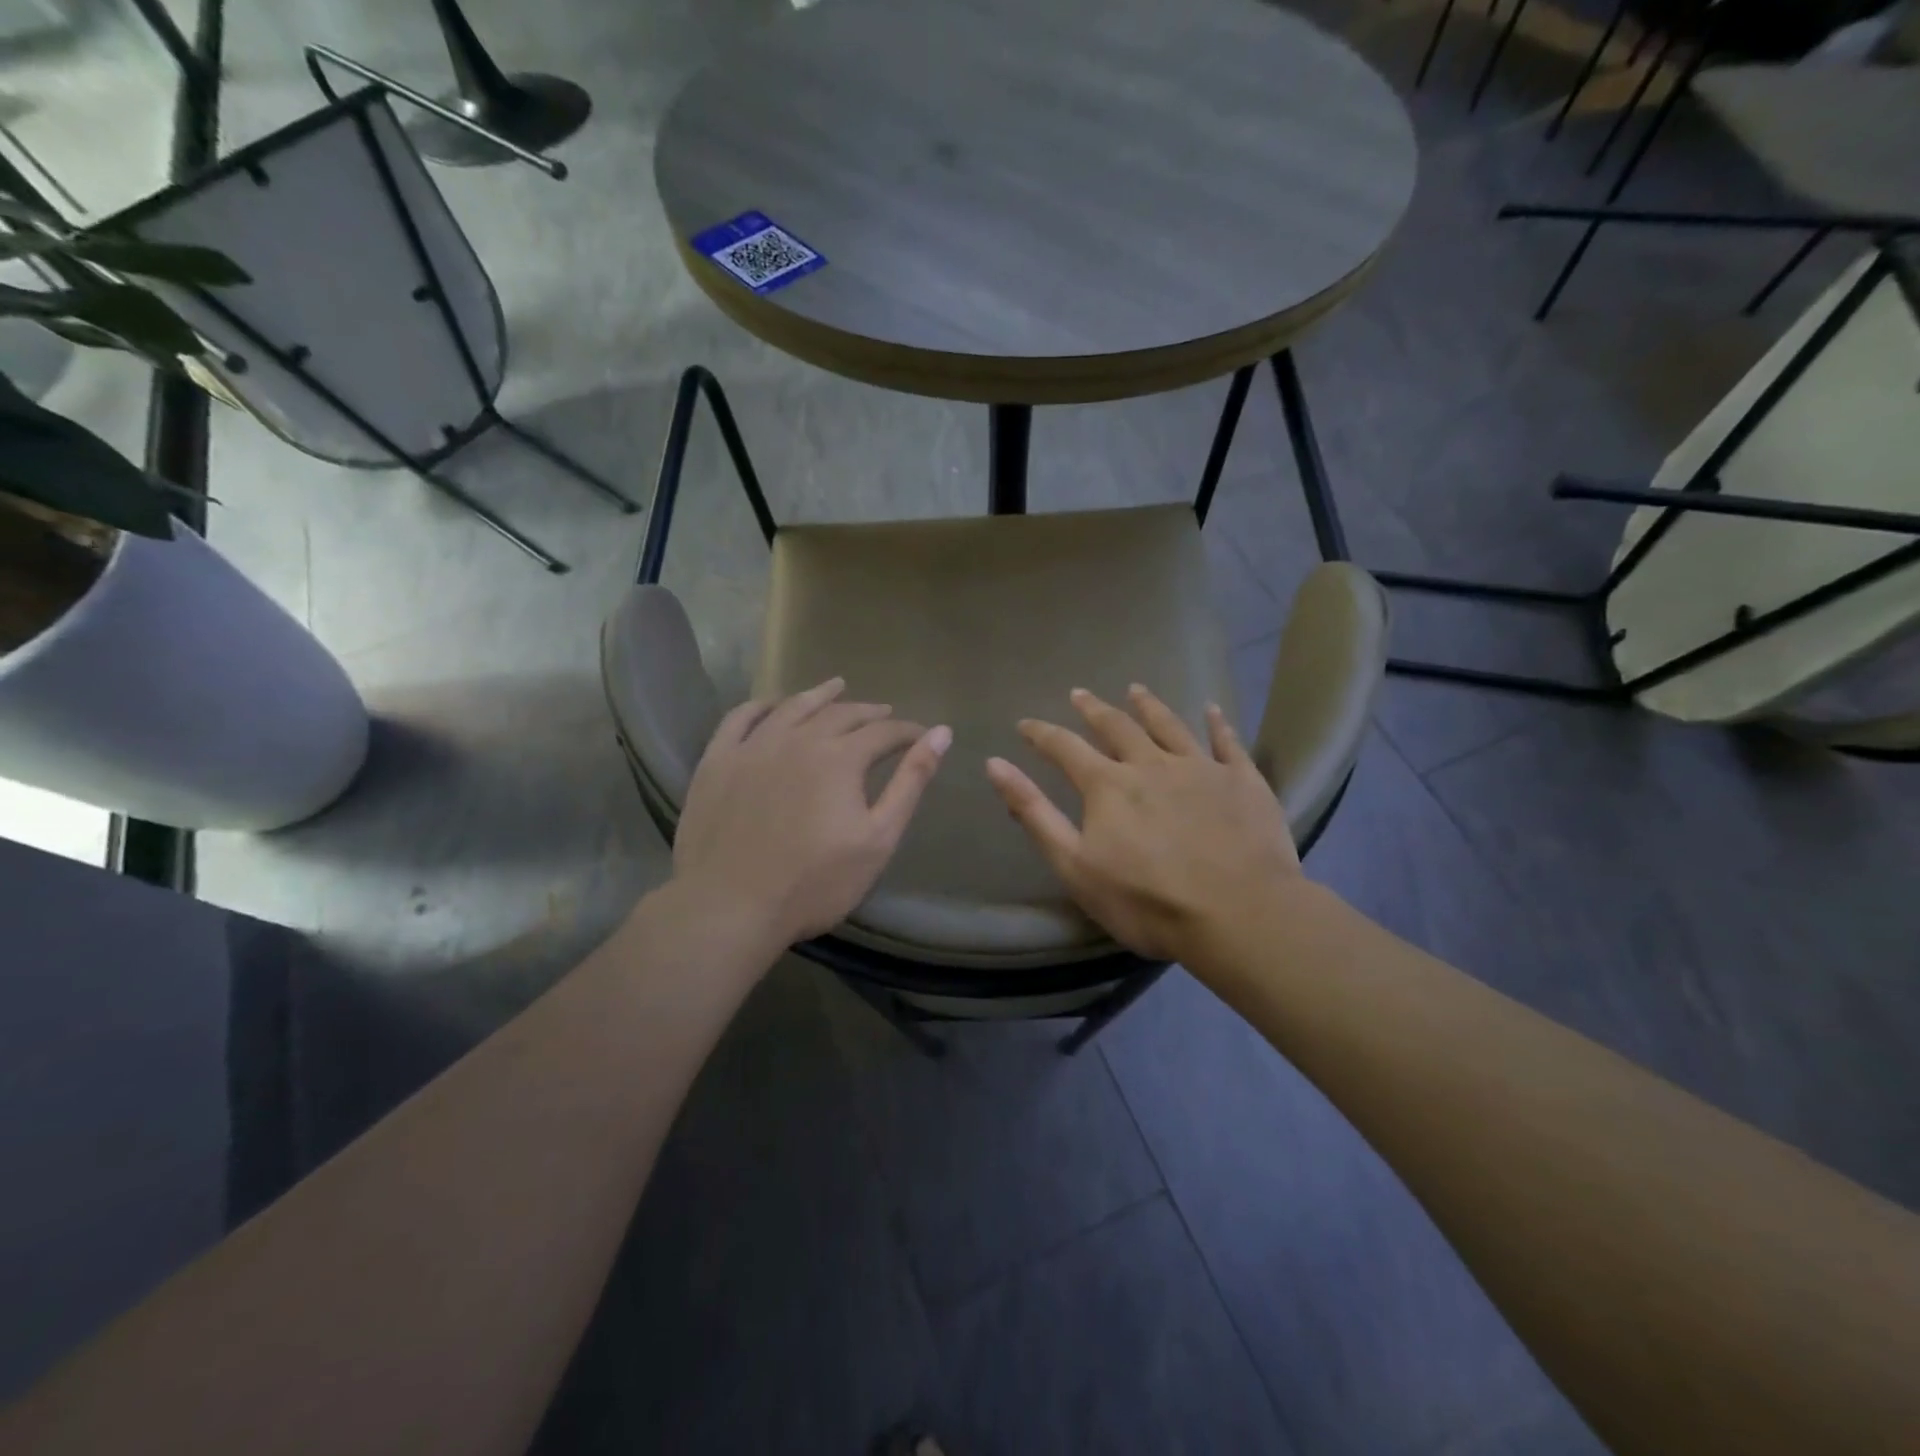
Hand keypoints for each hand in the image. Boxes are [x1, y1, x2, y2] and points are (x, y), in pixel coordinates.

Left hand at [672, 677, 950, 948]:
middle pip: (840, 714)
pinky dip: (761, 705)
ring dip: (819, 695)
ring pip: (792, 707)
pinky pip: (740, 719)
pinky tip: (772, 705)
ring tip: (836, 687)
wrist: (730, 907)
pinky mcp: (717, 761)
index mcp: (840, 757)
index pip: (884, 732)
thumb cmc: (815, 882)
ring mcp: (753, 746)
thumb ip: (911, 782)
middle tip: (884, 714)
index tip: (921, 735)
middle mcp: (798, 739)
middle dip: (868, 712)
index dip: (907, 731)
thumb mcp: (878, 837)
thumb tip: (941, 734)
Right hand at [985, 685, 1300, 964]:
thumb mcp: (1074, 865)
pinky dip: (1218, 725)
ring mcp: (1201, 769)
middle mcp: (1151, 764)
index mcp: (1108, 785)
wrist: (1238, 915)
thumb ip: (1034, 813)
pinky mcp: (1242, 781)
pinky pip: (1228, 743)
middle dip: (1094, 709)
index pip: (1065, 748)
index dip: (1042, 734)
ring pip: (1169, 726)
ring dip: (1149, 706)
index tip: (1025, 723)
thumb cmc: (1146, 901)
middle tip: (1080, 693)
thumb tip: (995, 765)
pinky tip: (1212, 710)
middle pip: (1117, 727)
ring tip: (1135, 689)